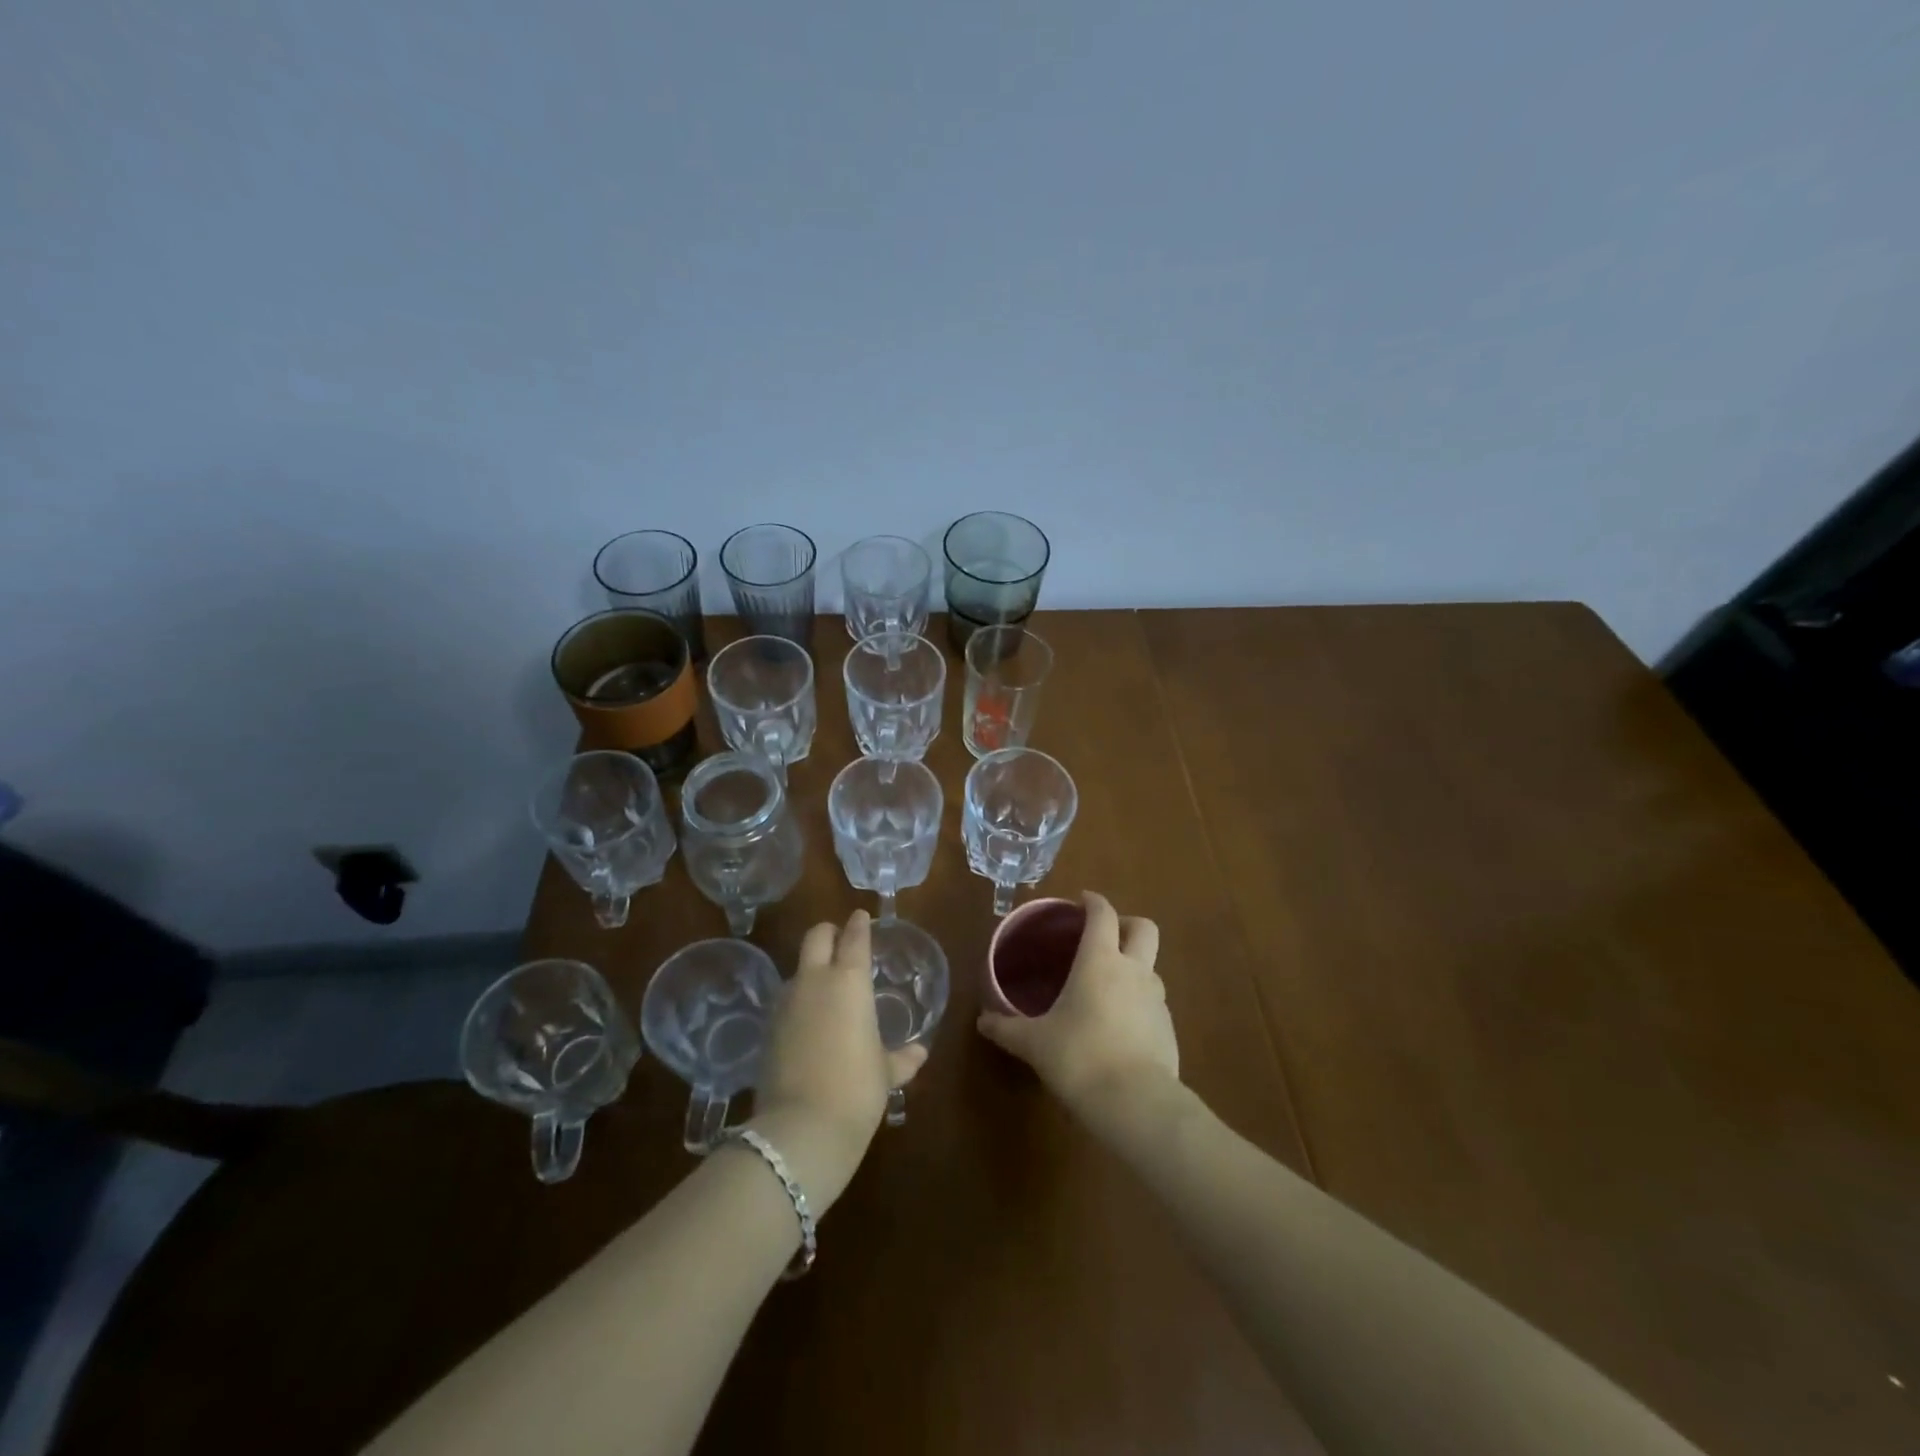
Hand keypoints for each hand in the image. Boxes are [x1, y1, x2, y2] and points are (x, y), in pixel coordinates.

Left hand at [747, 910, 927, 1213]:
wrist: (800, 1128)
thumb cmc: (856, 1090)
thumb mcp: (884, 1073)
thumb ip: (901, 1058)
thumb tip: (919, 1053)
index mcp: (849, 981)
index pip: (854, 937)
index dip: (859, 924)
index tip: (862, 917)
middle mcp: (814, 981)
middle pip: (816, 936)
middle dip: (828, 932)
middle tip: (840, 940)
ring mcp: (786, 1003)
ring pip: (798, 968)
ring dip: (811, 969)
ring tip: (826, 987)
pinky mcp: (767, 1028)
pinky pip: (786, 1000)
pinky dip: (798, 1001)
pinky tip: (808, 1022)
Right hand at [976, 891, 1177, 1120]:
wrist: (1136, 1103)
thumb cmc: (1078, 1057)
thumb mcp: (1034, 1043)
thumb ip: (1007, 1028)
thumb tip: (982, 1021)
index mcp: (1099, 960)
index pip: (1103, 914)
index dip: (1093, 902)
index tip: (1081, 901)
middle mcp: (1133, 970)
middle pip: (1144, 928)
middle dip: (1127, 924)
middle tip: (1105, 936)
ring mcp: (1157, 999)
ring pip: (1151, 966)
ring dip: (1134, 965)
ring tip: (1108, 986)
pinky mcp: (1169, 1029)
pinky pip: (1154, 1003)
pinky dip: (1139, 1002)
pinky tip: (1119, 1026)